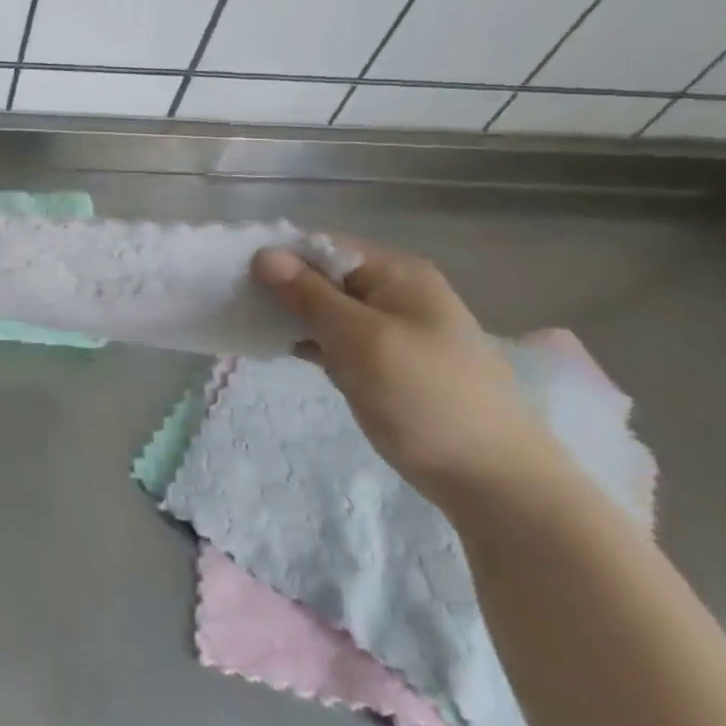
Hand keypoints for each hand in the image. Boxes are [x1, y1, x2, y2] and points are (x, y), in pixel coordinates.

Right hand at [252, 243, 562, 504]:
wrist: (490, 479)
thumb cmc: (424, 396)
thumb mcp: (360, 338)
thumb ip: (308, 294)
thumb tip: (263, 254)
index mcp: (397, 274)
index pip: (323, 246)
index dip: (279, 256)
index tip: (234, 274)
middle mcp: (393, 292)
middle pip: (322, 275)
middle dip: (279, 287)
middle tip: (235, 302)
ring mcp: (389, 329)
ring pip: (324, 309)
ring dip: (288, 315)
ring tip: (247, 324)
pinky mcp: (381, 362)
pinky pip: (333, 338)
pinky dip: (305, 341)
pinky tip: (274, 348)